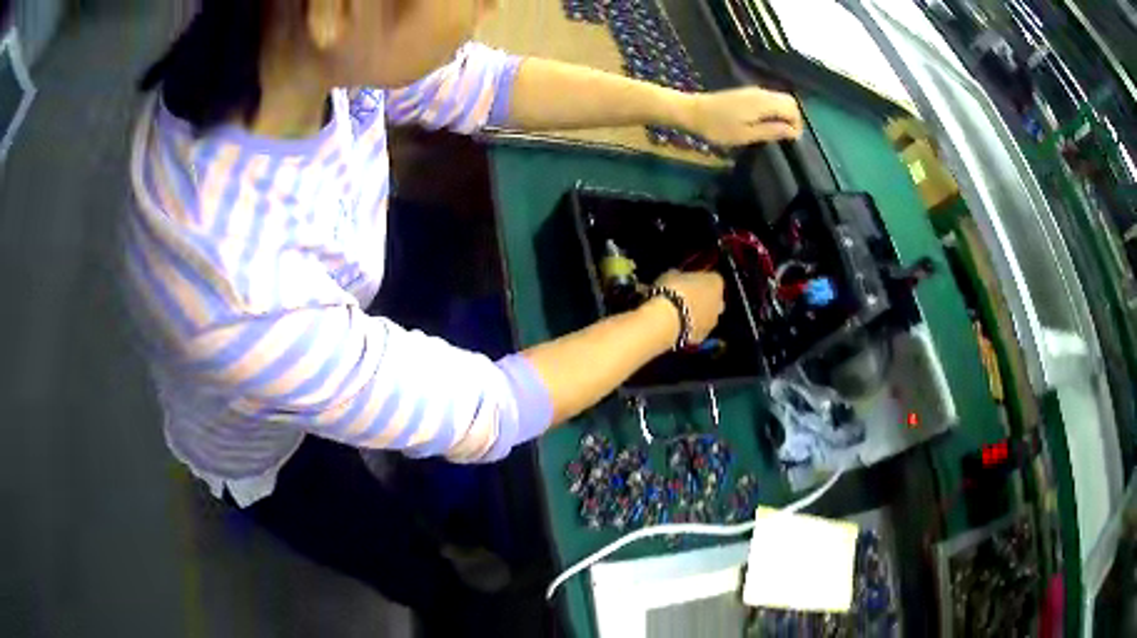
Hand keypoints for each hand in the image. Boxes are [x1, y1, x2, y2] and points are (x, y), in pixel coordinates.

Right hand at [653, 270, 725, 344]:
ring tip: (679, 315)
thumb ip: (680, 275)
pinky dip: (690, 329)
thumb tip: (678, 277)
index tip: (688, 280)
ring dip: (699, 315)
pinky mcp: (702, 337)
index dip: (700, 279)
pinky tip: (676, 327)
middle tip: (687, 297)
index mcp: (715, 282)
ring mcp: (713, 322)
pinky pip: (697, 330)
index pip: (713, 277)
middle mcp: (719, 302)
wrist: (665, 320)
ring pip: (708, 316)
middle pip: (715, 299)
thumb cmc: (671, 290)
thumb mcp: (671, 274)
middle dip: (704, 298)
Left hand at [676, 87, 803, 146]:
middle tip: (787, 137)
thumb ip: (772, 131)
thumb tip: (793, 132)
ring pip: (779, 99)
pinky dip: (774, 110)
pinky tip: (767, 123)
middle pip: (788, 101)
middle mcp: (762, 93)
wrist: (692, 111)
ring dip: (784, 114)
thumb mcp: (746, 135)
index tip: (792, 141)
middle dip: (793, 118)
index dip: (797, 124)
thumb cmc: (718, 127)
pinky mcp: (746, 93)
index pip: (792, 108)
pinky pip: (769, 99)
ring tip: (778, 132)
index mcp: (764, 102)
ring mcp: (754, 91)